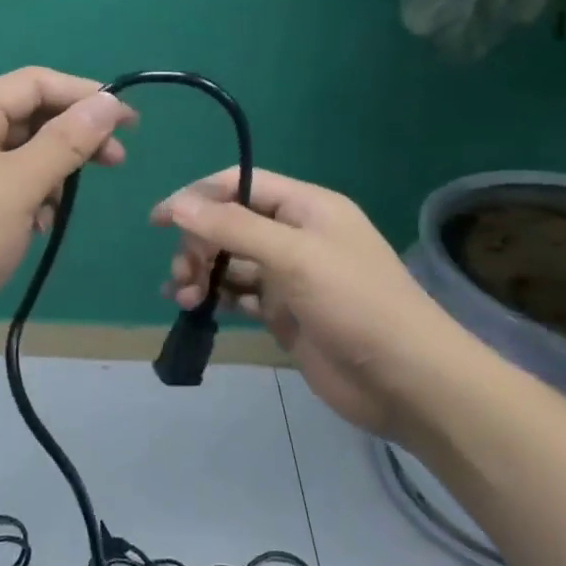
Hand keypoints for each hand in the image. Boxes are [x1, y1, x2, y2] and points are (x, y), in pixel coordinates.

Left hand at [0, 68, 136, 377]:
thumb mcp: (19, 184)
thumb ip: (67, 140)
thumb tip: (108, 102)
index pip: (33, 84)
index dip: (83, 95)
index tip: (127, 120)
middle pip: (29, 118)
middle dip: (73, 136)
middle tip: (117, 160)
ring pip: (22, 157)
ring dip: (53, 173)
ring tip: (62, 206)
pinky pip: (9, 190)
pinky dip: (33, 200)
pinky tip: (40, 226)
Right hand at [153, 168, 483, 447]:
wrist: (406, 381)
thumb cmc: (356, 303)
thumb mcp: (294, 257)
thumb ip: (234, 228)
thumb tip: (178, 204)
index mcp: (306, 207)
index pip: (241, 185)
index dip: (198, 197)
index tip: (159, 220)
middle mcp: (296, 236)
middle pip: (230, 224)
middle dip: (199, 243)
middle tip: (183, 274)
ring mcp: (290, 277)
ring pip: (230, 262)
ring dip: (201, 272)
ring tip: (184, 296)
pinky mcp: (284, 314)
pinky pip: (239, 295)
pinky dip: (215, 297)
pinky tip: (193, 308)